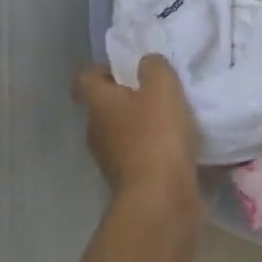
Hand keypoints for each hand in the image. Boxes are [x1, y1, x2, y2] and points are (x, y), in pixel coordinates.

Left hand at [73, 55, 199, 206]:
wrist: (160, 198)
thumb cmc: (156, 135)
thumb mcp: (162, 88)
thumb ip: (154, 67)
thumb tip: (147, 63)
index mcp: (98, 104)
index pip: (85, 78)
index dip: (102, 69)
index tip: (128, 68)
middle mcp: (95, 131)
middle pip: (104, 106)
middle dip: (127, 97)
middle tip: (156, 91)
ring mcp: (109, 160)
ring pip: (121, 132)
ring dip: (140, 125)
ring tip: (171, 119)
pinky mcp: (128, 182)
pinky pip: (137, 156)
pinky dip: (151, 150)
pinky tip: (176, 147)